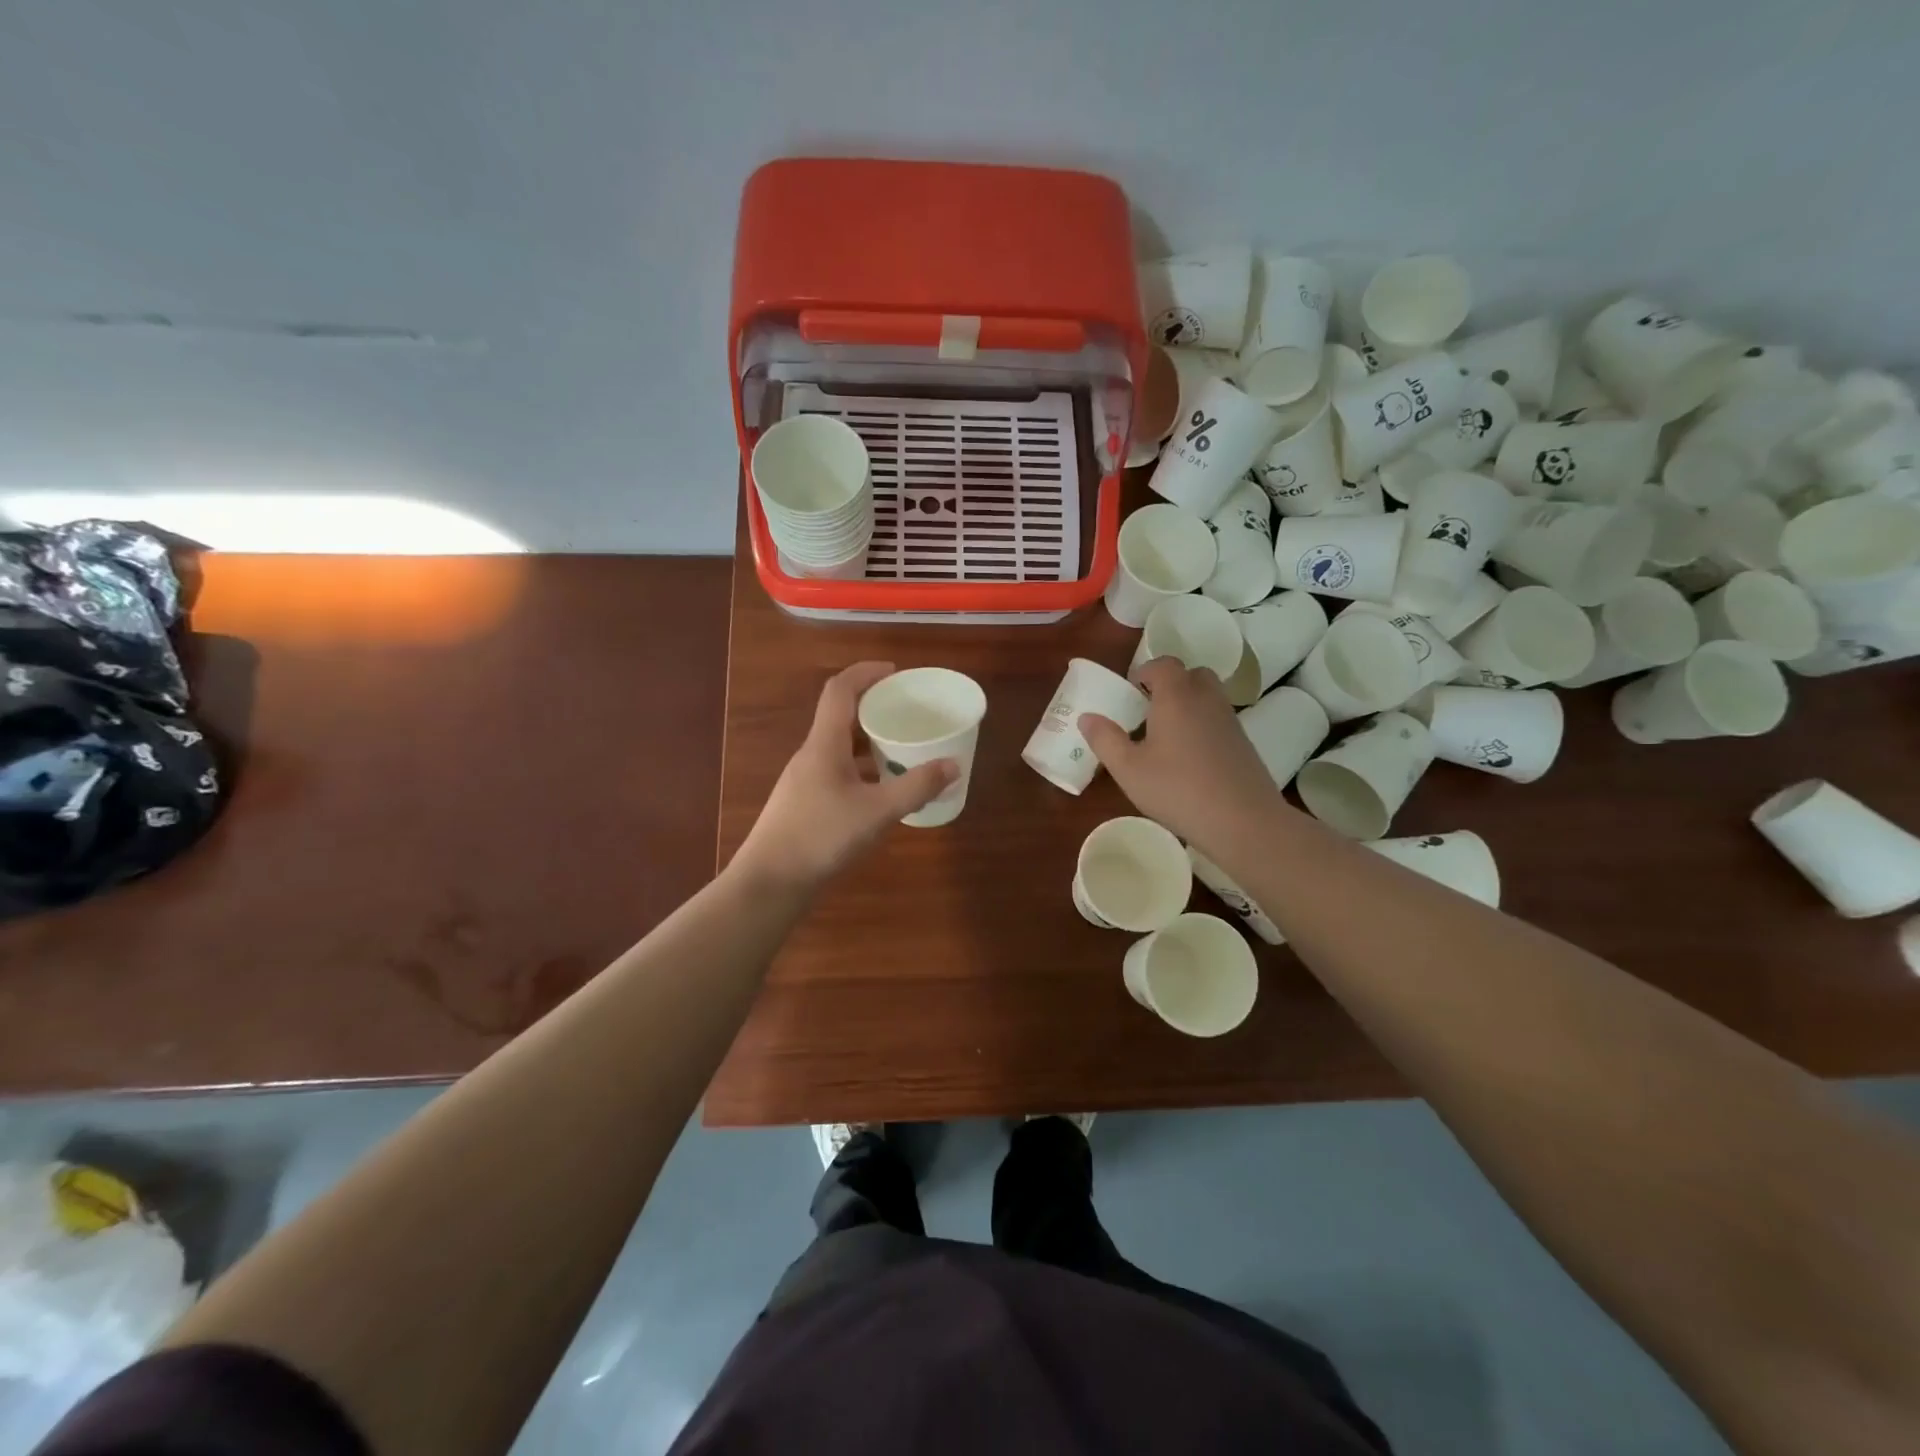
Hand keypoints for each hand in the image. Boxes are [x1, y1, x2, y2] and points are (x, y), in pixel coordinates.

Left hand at [733, 662, 956, 892]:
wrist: (770, 882)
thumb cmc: (821, 837)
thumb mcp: (877, 812)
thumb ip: (916, 787)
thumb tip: (953, 764)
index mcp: (824, 744)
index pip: (840, 690)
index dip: (866, 673)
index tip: (896, 672)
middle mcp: (811, 755)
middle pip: (841, 716)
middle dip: (874, 707)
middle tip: (907, 712)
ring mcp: (804, 780)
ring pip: (839, 746)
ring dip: (869, 741)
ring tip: (901, 748)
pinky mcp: (804, 803)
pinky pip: (837, 771)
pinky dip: (862, 768)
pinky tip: (881, 790)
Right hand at [1079, 657, 1289, 852]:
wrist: (1243, 821)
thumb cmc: (1177, 790)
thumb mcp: (1128, 769)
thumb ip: (1105, 739)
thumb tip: (1087, 717)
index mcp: (1176, 696)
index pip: (1163, 664)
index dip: (1145, 672)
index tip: (1130, 693)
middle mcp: (1206, 699)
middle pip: (1191, 674)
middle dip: (1170, 684)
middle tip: (1148, 710)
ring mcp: (1229, 720)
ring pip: (1208, 696)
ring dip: (1187, 704)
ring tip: (1166, 736)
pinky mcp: (1243, 743)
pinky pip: (1218, 720)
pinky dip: (1202, 726)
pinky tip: (1189, 758)